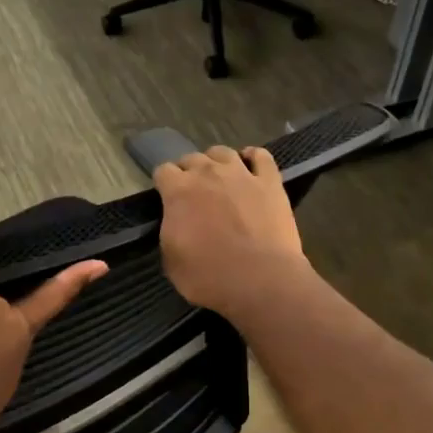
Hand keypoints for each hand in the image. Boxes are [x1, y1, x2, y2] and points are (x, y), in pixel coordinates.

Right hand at [153, 146, 307, 317]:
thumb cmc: (209, 277)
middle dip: (189, 172)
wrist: (260, 280)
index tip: (167, 198)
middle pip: (192, 158)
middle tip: (194, 194)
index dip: (164, 184)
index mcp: (179, 191)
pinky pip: (261, 156)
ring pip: (223, 152)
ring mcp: (242, 174)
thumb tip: (176, 223)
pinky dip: (253, 157)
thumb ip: (170, 232)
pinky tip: (251, 165)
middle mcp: (208, 173)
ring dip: (217, 162)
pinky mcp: (270, 182)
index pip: (163, 171)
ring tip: (220, 178)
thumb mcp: (172, 262)